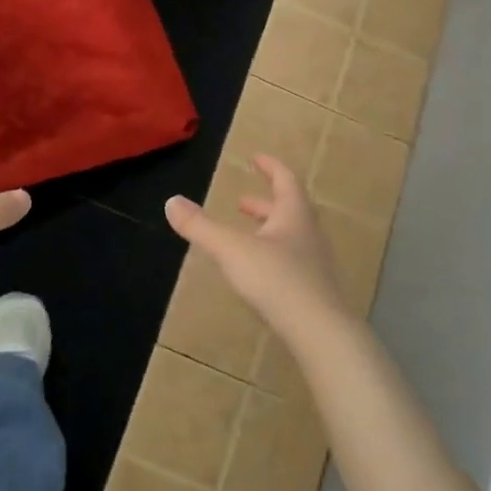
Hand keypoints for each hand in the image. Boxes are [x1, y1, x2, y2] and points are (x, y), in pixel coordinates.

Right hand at [165, 154, 344, 334]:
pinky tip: (258, 271)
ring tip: (246, 234)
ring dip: (268, 229)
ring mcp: (314, 263)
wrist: (320, 332)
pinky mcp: (313, 290)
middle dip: (263, 203)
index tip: (255, 158)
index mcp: (293, 214)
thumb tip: (171, 201)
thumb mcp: (230, 249)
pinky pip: (292, 261)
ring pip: (291, 236)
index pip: (285, 180)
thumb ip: (200, 226)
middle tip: (242, 202)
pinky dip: (273, 254)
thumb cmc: (276, 280)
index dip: (270, 167)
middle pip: (289, 209)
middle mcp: (308, 233)